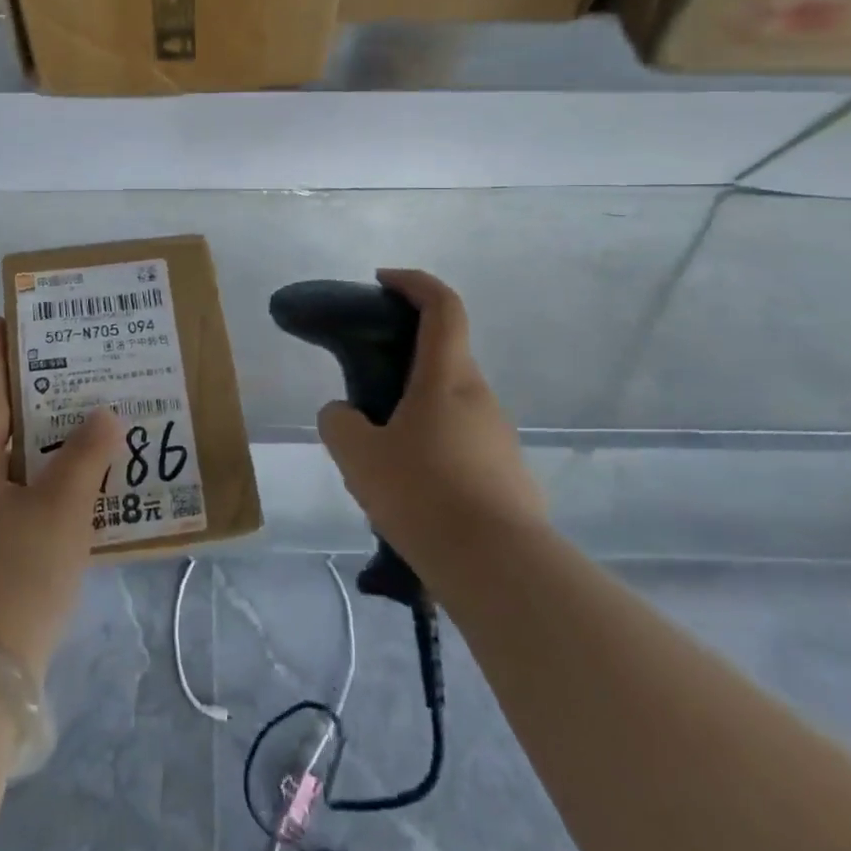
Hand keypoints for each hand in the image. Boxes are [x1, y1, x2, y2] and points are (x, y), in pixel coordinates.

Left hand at [0, 316, 121, 685]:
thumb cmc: (16, 572)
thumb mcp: (61, 508)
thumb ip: (86, 455)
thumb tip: (104, 414)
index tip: (4, 318)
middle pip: (0, 423)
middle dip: (32, 394)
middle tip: (71, 366)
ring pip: (13, 463)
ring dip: (44, 440)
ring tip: (85, 420)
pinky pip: (20, 497)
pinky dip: (46, 479)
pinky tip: (80, 485)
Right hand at [317, 269, 544, 570]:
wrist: (499, 570)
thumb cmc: (424, 494)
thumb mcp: (358, 456)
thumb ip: (340, 423)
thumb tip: (344, 415)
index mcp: (447, 378)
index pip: (442, 306)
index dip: (414, 282)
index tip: (383, 280)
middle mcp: (480, 397)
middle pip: (442, 359)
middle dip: (403, 365)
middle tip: (366, 399)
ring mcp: (501, 438)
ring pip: (450, 409)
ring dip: (416, 417)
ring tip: (382, 463)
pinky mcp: (510, 476)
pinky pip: (464, 447)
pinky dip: (436, 453)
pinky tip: (414, 496)